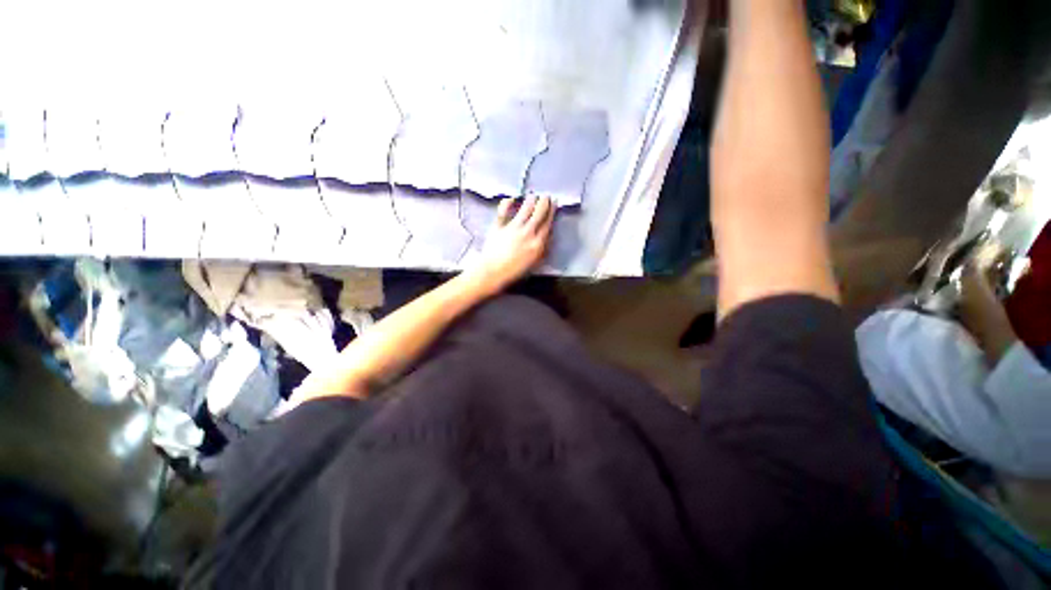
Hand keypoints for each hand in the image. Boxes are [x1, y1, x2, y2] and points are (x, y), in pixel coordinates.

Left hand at [472, 195, 554, 291]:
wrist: (493, 272)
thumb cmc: (514, 271)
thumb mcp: (534, 263)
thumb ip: (541, 249)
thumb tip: (547, 236)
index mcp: (537, 243)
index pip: (547, 224)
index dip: (552, 212)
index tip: (554, 203)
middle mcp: (527, 232)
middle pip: (539, 214)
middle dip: (544, 203)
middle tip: (546, 196)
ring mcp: (513, 227)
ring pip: (525, 209)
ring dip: (531, 201)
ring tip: (534, 196)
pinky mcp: (499, 225)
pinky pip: (504, 211)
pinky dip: (507, 203)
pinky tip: (512, 198)